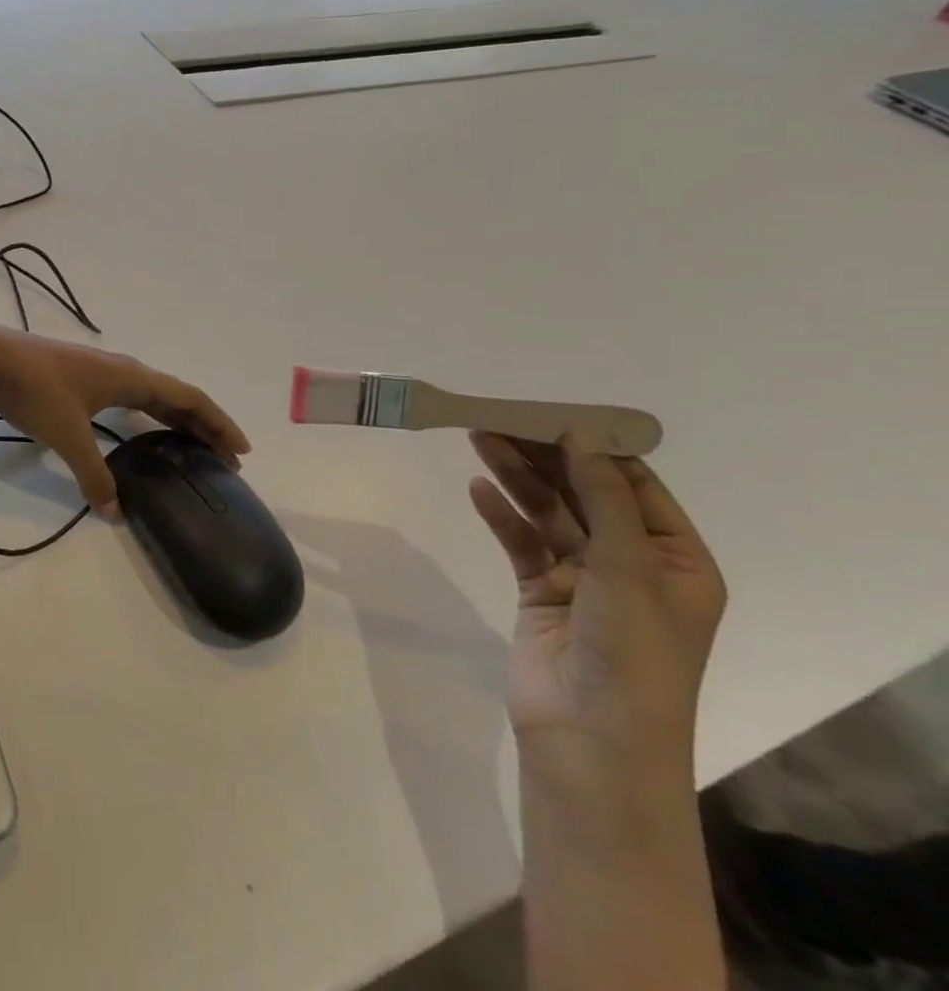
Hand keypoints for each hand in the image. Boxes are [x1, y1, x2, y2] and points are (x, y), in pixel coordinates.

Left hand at [0, 323, 249, 516]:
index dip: (217, 422)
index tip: (241, 449)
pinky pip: (120, 400)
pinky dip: (138, 418)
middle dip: (199, 425)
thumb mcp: (68, 437)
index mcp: (129, 377)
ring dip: (169, 420)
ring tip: (185, 446)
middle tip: (223, 457)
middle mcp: (118, 370)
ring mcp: (93, 373)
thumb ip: (94, 476)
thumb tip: (115, 512)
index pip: (187, 398)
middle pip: (171, 396)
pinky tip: (129, 435)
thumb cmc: (34, 391)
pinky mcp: (71, 381)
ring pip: (144, 396)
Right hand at [468, 432, 725, 769]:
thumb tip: (580, 436)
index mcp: (675, 560)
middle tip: (497, 419)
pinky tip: (478, 489)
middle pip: (582, 494)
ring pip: (545, 513)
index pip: (633, 486)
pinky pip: (520, 542)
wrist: (592, 738)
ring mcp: (582, 579)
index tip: (548, 414)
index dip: (592, 447)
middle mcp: (631, 564)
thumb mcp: (628, 569)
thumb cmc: (632, 654)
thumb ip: (602, 498)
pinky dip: (500, 515)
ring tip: (476, 438)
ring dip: (514, 477)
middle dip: (542, 457)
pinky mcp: (540, 591)